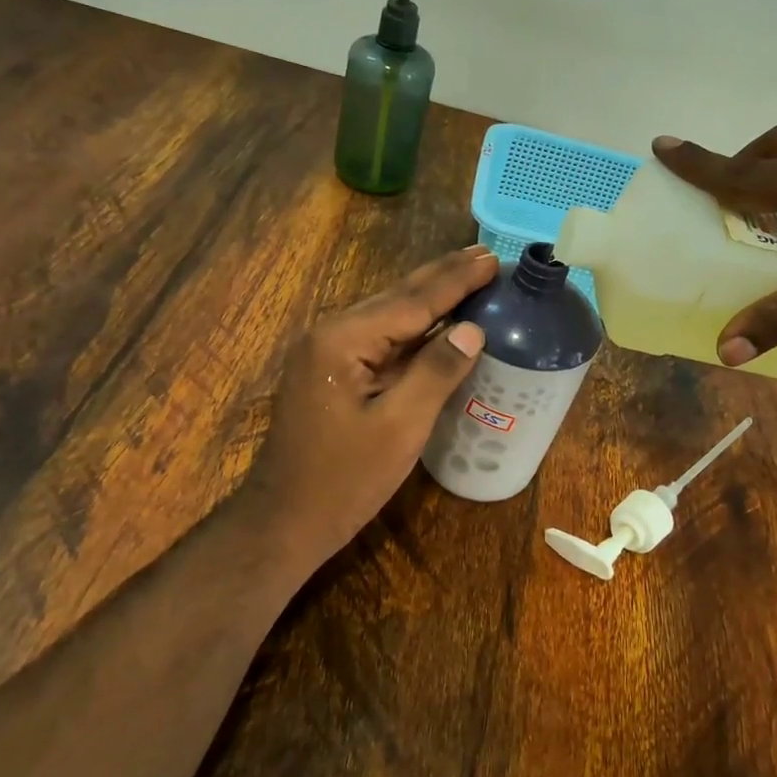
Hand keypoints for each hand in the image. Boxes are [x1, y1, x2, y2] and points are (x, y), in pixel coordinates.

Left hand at [239, 245, 495, 567]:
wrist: (284, 521)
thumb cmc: (344, 480)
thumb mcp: (400, 428)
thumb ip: (436, 372)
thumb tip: (471, 330)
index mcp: (344, 340)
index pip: (412, 301)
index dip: (455, 281)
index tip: (491, 258)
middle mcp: (330, 334)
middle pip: (396, 298)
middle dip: (442, 277)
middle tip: (484, 255)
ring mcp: (325, 353)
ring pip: (386, 315)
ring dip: (427, 297)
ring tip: (466, 275)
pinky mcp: (329, 372)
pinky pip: (378, 339)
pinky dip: (411, 326)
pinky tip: (433, 321)